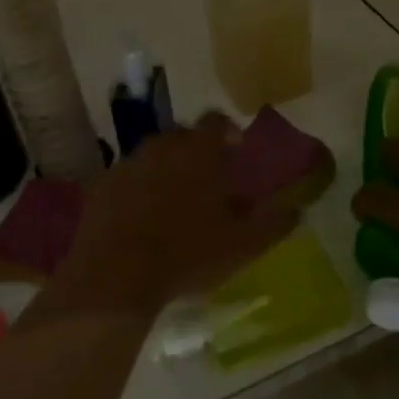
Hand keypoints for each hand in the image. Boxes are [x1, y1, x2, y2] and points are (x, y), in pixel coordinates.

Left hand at [56, 114, 300, 316]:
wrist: (117, 276)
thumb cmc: (188, 254)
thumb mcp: (243, 245)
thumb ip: (273, 223)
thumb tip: (297, 210)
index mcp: (198, 151)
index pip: (216, 121)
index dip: (228, 132)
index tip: (236, 151)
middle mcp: (161, 146)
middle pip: (182, 136)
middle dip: (196, 152)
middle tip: (207, 181)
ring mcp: (126, 163)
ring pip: (152, 155)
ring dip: (165, 169)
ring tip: (173, 202)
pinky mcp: (100, 185)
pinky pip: (126, 178)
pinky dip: (136, 189)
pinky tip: (141, 217)